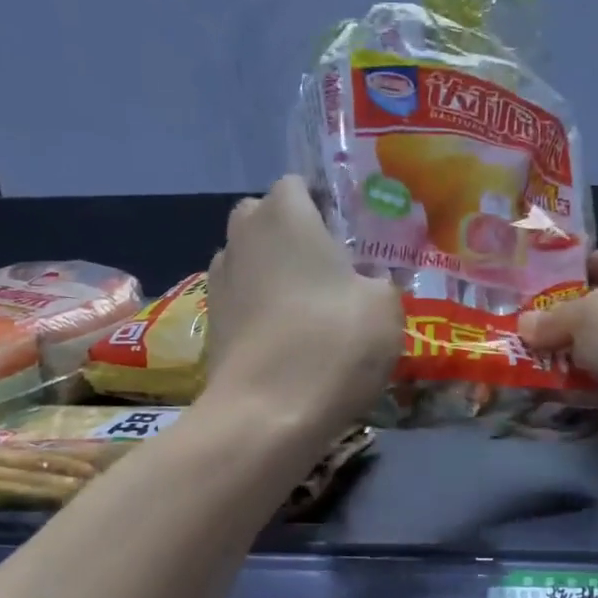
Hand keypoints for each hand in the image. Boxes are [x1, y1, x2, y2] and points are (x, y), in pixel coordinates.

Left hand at [205, 176, 402, 432]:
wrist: (267, 414)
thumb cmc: (333, 343)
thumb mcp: (385, 306)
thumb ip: (379, 280)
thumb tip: (368, 280)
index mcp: (285, 215)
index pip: (297, 184)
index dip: (324, 203)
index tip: (350, 234)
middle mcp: (243, 235)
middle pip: (266, 217)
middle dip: (293, 233)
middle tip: (332, 266)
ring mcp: (219, 280)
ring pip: (251, 258)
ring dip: (275, 270)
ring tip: (310, 305)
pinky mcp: (212, 321)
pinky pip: (242, 297)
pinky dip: (261, 306)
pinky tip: (287, 336)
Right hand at [519, 248, 597, 471]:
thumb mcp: (589, 314)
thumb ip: (553, 318)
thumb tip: (524, 324)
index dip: (578, 267)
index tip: (538, 279)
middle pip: (596, 314)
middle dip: (558, 322)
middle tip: (512, 328)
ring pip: (592, 358)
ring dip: (560, 364)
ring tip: (513, 365)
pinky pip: (595, 396)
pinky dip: (571, 399)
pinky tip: (536, 399)